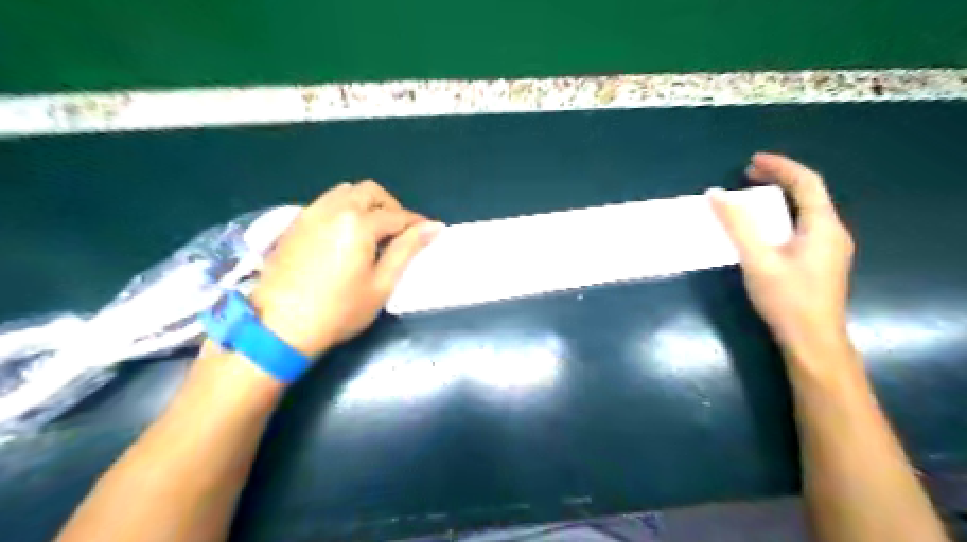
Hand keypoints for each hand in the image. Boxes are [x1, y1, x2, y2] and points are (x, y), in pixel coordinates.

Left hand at [249, 182, 444, 356]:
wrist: (279, 329)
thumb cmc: (339, 311)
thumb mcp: (381, 283)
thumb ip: (407, 249)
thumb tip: (433, 227)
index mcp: (357, 223)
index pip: (397, 215)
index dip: (417, 223)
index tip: (430, 232)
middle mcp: (333, 208)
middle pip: (370, 192)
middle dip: (391, 206)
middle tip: (400, 232)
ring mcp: (309, 213)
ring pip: (345, 192)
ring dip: (366, 203)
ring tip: (374, 231)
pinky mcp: (294, 224)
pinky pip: (325, 203)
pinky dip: (344, 209)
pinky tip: (346, 235)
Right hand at [709, 153, 851, 362]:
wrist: (813, 340)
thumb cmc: (786, 299)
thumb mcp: (757, 259)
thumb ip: (737, 225)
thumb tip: (716, 194)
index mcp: (823, 226)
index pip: (806, 182)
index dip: (780, 166)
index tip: (752, 160)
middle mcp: (833, 232)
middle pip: (810, 193)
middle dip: (780, 178)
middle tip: (749, 175)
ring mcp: (831, 248)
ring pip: (808, 210)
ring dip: (782, 197)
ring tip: (755, 195)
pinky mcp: (823, 262)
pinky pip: (805, 225)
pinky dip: (785, 214)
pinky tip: (768, 226)